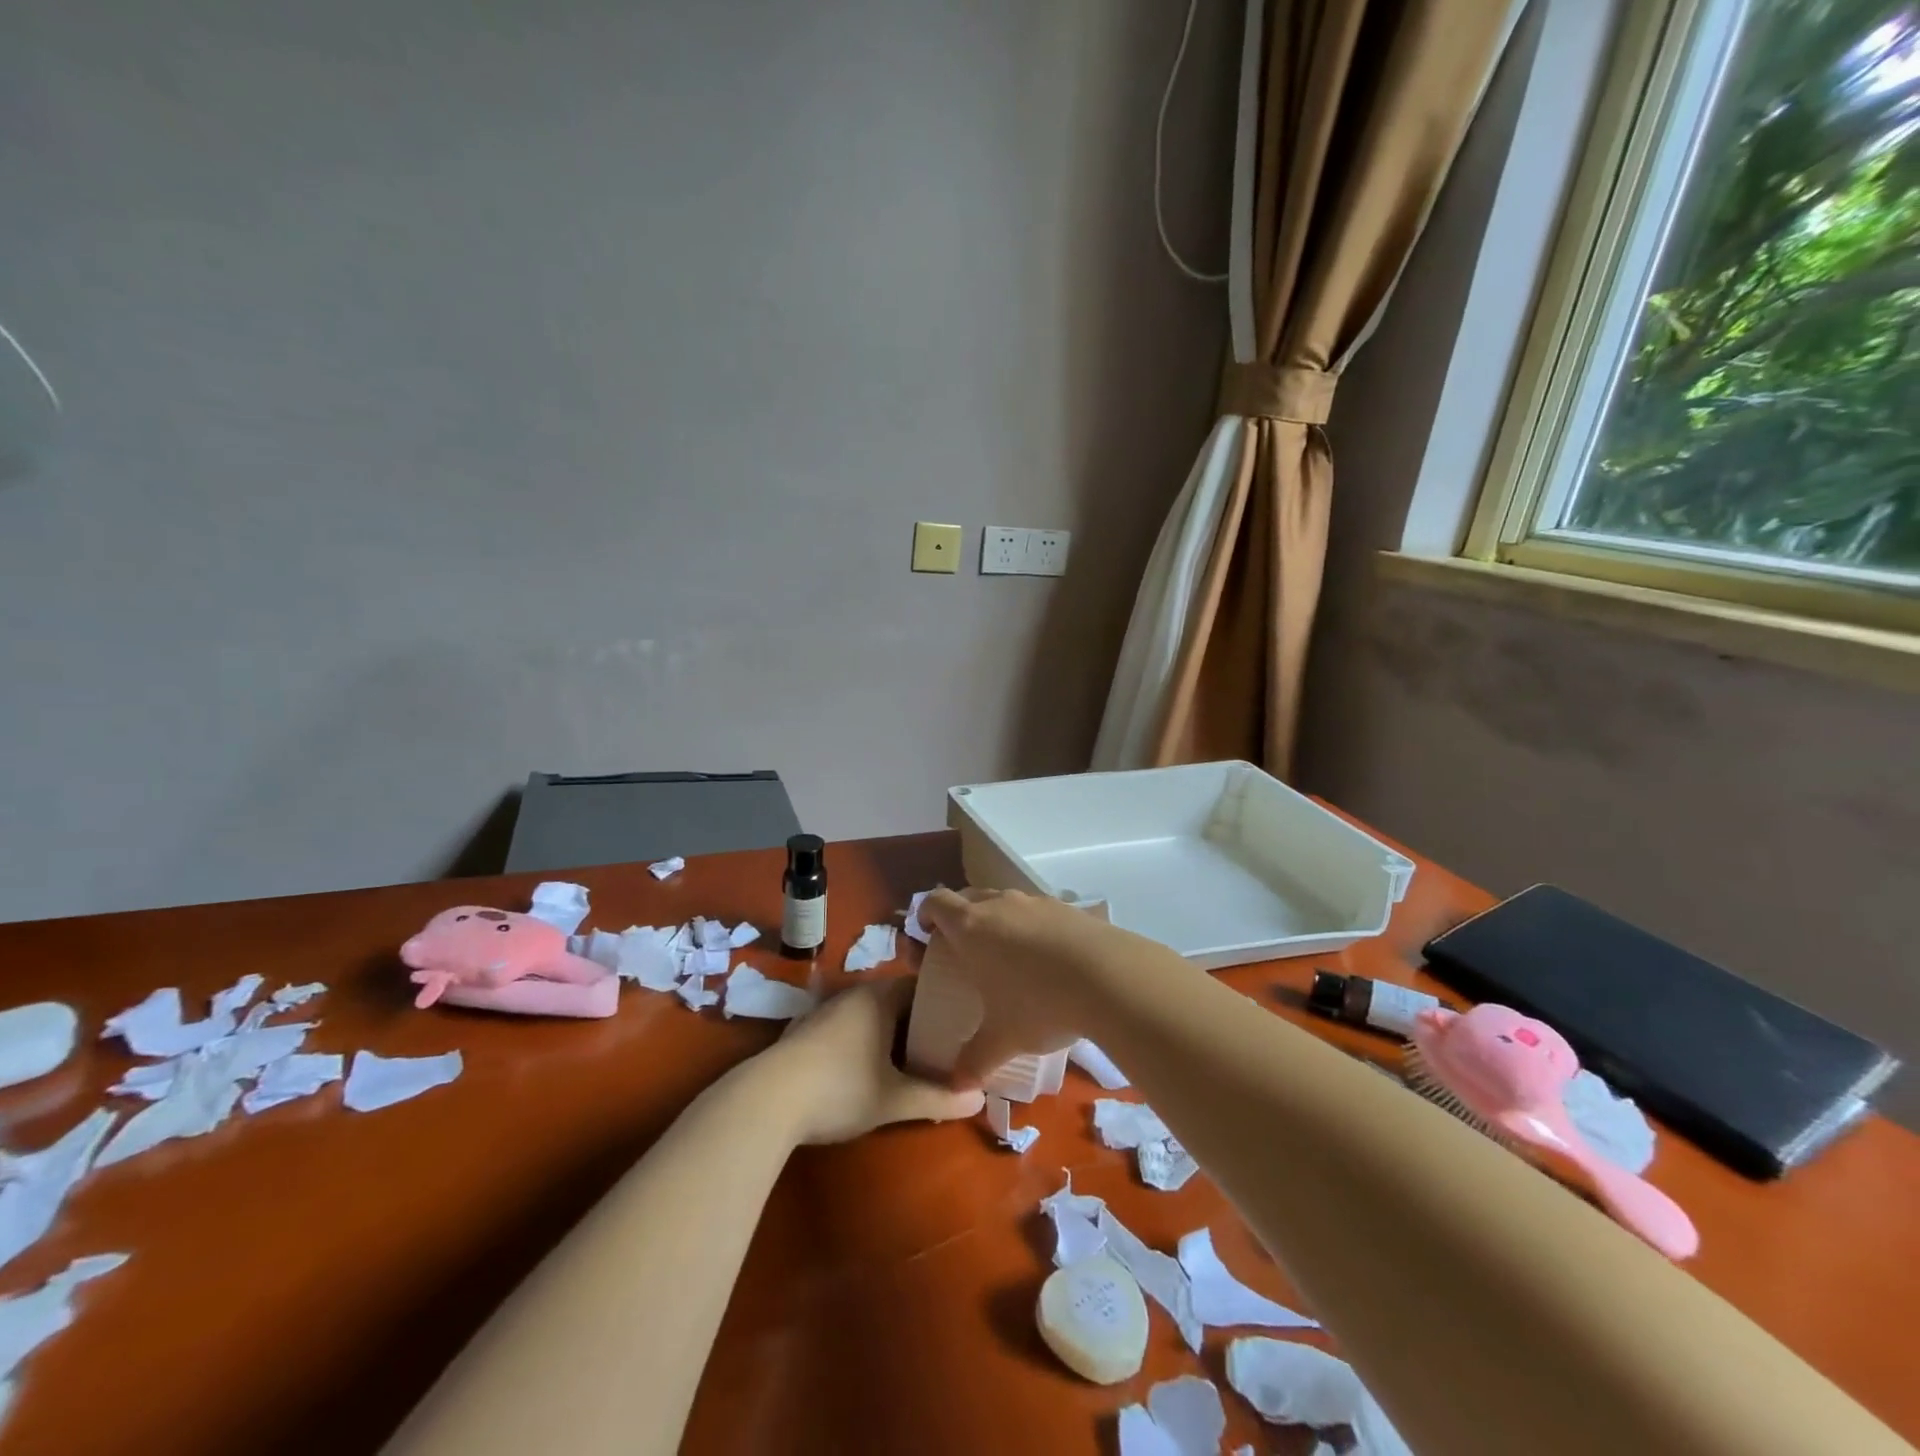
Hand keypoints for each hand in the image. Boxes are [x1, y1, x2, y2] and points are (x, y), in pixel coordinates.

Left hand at [764, 978, 984, 1144]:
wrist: (766, 1100)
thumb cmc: (840, 1088)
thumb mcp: (894, 1099)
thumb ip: (938, 1098)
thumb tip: (979, 1099)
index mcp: (879, 997)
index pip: (921, 984)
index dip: (944, 1001)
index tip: (963, 1021)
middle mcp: (854, 994)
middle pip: (896, 999)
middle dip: (918, 1020)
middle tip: (943, 1045)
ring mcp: (825, 1010)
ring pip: (870, 1013)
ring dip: (889, 1032)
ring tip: (910, 1058)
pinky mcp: (805, 1031)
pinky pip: (847, 1026)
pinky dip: (863, 1040)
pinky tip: (866, 1067)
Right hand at [916, 888, 1155, 1086]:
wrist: (1108, 975)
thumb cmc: (1039, 1002)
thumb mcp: (1003, 1037)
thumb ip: (975, 1059)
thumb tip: (956, 1086)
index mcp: (971, 927)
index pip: (935, 902)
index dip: (926, 915)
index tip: (927, 936)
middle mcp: (998, 904)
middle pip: (967, 898)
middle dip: (960, 919)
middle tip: (964, 952)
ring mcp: (1035, 902)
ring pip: (1004, 901)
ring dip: (998, 921)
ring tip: (1007, 957)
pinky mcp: (1066, 907)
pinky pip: (1037, 911)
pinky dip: (1032, 927)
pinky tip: (1047, 959)